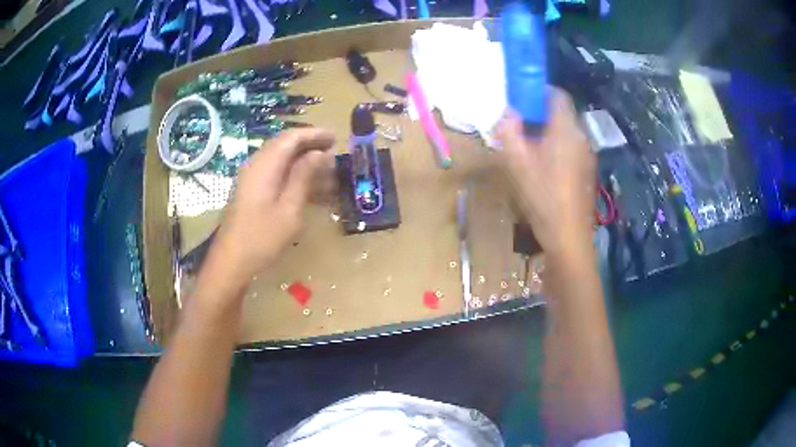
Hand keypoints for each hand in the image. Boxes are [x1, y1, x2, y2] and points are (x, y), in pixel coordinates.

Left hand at [215, 128, 335, 280]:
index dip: (314, 134)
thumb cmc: (262, 238)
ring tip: (327, 171)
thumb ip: (303, 177)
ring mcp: (251, 178)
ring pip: (281, 159)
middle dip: (310, 145)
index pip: (291, 138)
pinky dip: (293, 174)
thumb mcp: (290, 209)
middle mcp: (256, 165)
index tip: (336, 137)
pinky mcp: (251, 190)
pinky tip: (309, 188)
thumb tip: (320, 153)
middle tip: (334, 151)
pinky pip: (275, 173)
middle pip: (285, 145)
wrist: (231, 261)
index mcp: (265, 165)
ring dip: (303, 161)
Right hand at [497, 88, 595, 254]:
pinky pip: (571, 147)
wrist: (569, 237)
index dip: (538, 91)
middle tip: (519, 125)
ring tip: (528, 147)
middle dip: (539, 113)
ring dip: (548, 131)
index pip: (556, 95)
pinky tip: (544, 167)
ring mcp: (587, 155)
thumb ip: (509, 131)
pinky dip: (557, 147)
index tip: (520, 100)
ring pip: (566, 131)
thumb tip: (508, 113)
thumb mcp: (517, 162)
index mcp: (566, 129)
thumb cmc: (543, 197)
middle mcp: (581, 137)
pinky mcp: (588, 171)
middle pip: (562, 113)